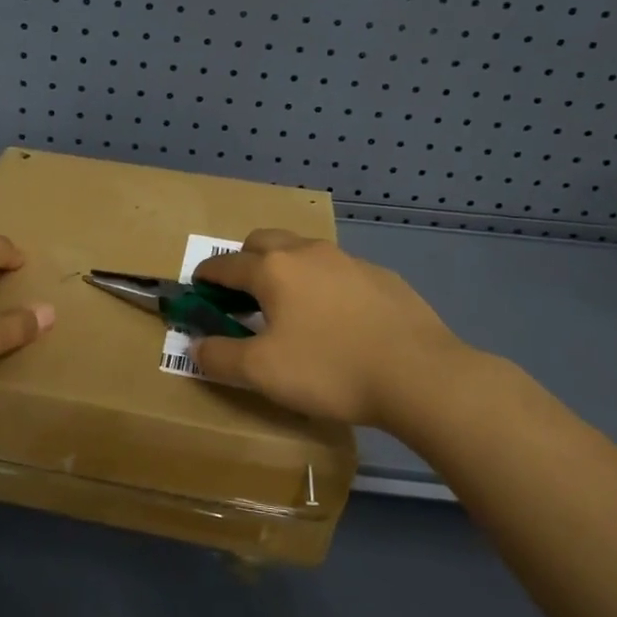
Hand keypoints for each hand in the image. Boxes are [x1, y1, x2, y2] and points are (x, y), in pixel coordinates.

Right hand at [191, 230, 473, 428]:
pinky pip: (338, 271)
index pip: (225, 264)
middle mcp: (308, 253)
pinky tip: (336, 319)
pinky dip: (322, 284)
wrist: (419, 375)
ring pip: (303, 251)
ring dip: (285, 269)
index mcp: (273, 269)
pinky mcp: (382, 277)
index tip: (198, 288)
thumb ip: (220, 356)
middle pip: (263, 241)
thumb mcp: (262, 372)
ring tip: (289, 306)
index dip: (206, 276)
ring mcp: (349, 260)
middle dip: (244, 260)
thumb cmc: (329, 370)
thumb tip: (196, 346)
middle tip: (242, 295)